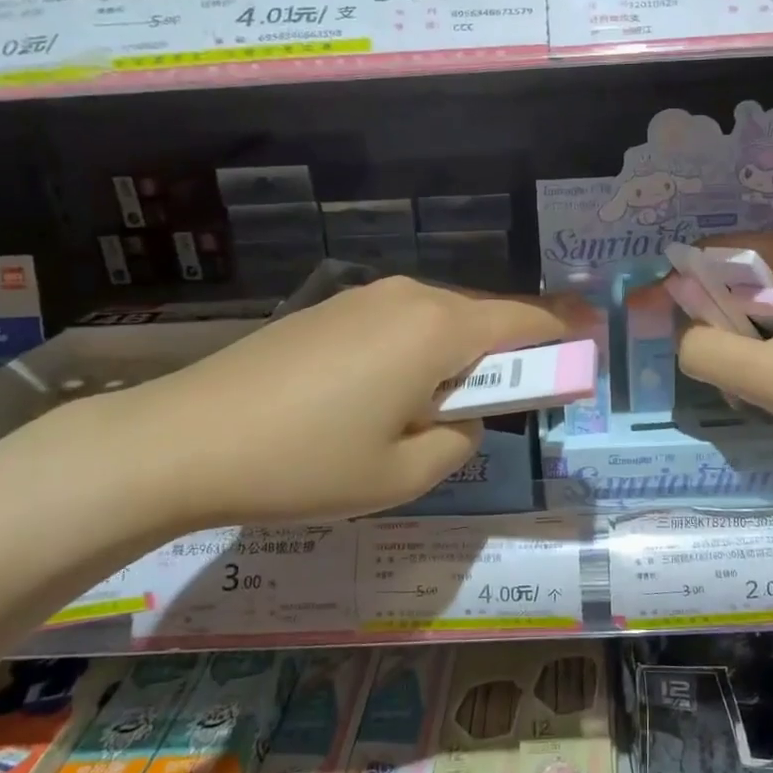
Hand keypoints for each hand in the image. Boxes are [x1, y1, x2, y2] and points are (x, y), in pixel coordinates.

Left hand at [102, 276, 584, 527]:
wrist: (181, 440)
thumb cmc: (305, 464)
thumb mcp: (403, 476)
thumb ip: (461, 442)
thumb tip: (464, 417)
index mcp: (437, 329)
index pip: (525, 321)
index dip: (564, 332)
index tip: (591, 342)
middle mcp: (408, 296)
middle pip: (482, 318)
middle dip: (505, 355)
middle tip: (503, 405)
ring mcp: (363, 297)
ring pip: (438, 321)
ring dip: (456, 357)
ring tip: (432, 412)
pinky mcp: (328, 310)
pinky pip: (398, 324)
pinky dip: (416, 353)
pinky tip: (382, 397)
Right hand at [675, 225, 772, 457]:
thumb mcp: (766, 377)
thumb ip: (704, 350)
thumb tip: (683, 337)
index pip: (710, 254)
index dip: (681, 293)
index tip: (671, 336)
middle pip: (734, 277)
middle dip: (719, 326)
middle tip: (728, 377)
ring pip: (757, 299)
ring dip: (743, 341)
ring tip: (754, 386)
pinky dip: (769, 343)